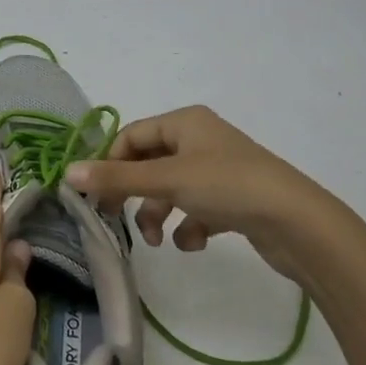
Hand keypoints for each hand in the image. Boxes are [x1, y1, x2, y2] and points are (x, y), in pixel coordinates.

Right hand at [65, 105, 350, 280]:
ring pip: (171, 188)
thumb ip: (116, 178)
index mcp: (184, 122)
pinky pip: (197, 208)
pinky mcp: (234, 199)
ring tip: (160, 240)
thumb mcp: (167, 179)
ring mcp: (219, 170)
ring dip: (159, 213)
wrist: (298, 223)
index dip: (110, 162)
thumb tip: (67, 173)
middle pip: (150, 163)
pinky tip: (194, 242)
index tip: (95, 195)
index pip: (132, 135)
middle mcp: (200, 139)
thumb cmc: (228, 186)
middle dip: (134, 192)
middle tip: (117, 217)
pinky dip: (189, 225)